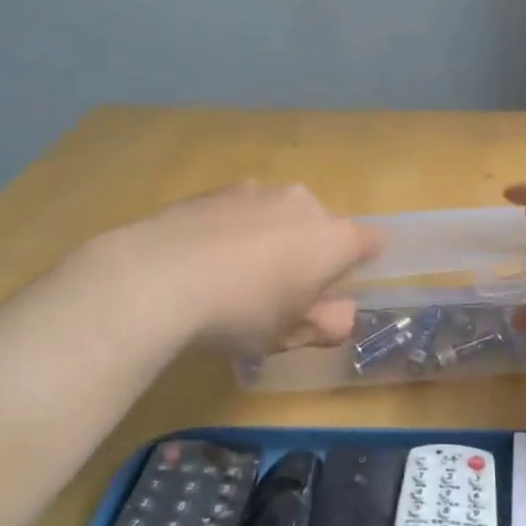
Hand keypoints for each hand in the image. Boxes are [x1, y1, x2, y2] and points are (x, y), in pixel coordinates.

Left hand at [109, 182, 380, 354]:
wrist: (157, 278)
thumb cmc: (240, 313)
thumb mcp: (288, 335)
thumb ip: (326, 325)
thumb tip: (344, 315)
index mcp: (332, 238)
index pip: (369, 241)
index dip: (361, 262)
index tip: (340, 285)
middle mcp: (301, 203)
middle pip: (320, 225)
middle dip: (309, 251)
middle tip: (282, 291)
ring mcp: (255, 190)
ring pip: (278, 214)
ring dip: (271, 237)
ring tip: (237, 275)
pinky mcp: (214, 189)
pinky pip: (240, 211)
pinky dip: (234, 230)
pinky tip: (205, 260)